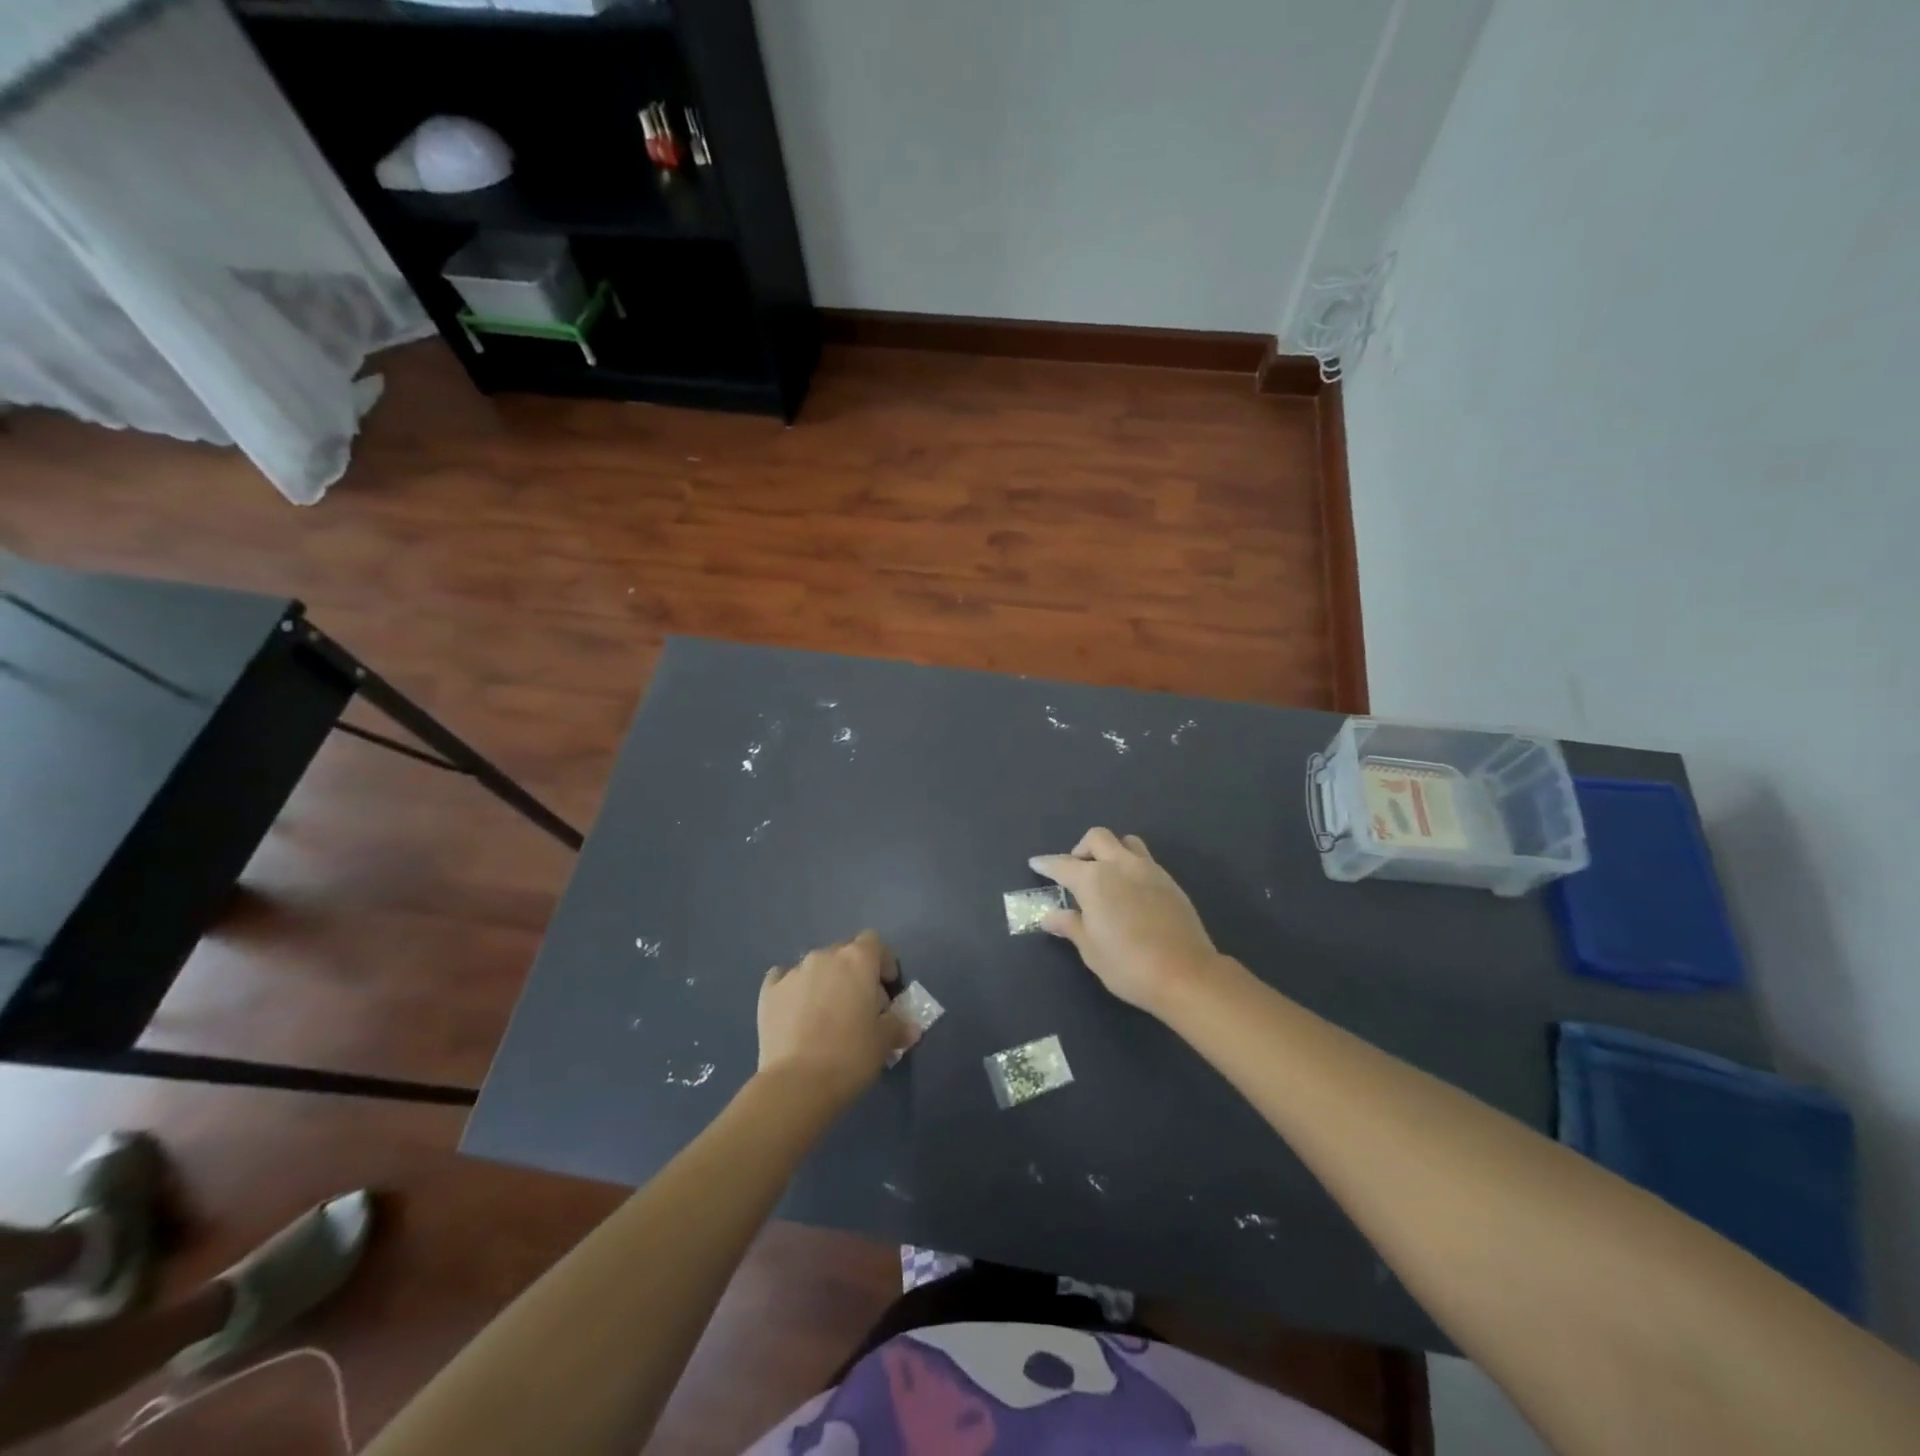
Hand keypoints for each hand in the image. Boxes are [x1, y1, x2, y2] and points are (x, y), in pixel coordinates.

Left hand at [756, 930, 916, 1106]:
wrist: (796, 1084)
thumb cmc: (850, 1056)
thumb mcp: (884, 1042)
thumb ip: (898, 1026)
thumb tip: (909, 1027)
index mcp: (857, 960)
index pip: (874, 942)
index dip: (882, 962)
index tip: (887, 988)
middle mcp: (824, 956)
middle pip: (844, 953)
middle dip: (853, 974)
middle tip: (858, 1007)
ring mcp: (793, 972)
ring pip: (815, 967)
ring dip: (824, 982)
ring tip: (825, 1016)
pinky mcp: (768, 991)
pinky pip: (784, 980)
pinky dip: (793, 991)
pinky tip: (795, 1013)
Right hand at [1029, 828, 1221, 1014]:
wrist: (1185, 974)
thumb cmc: (1128, 964)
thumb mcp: (1090, 949)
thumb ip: (1070, 926)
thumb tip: (1050, 916)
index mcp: (1094, 880)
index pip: (1062, 865)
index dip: (1046, 864)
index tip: (1036, 863)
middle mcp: (1120, 865)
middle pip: (1097, 838)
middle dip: (1081, 848)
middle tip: (1076, 871)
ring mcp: (1148, 870)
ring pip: (1126, 842)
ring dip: (1111, 850)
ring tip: (1106, 874)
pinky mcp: (1170, 882)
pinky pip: (1145, 860)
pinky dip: (1131, 866)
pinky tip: (1130, 891)